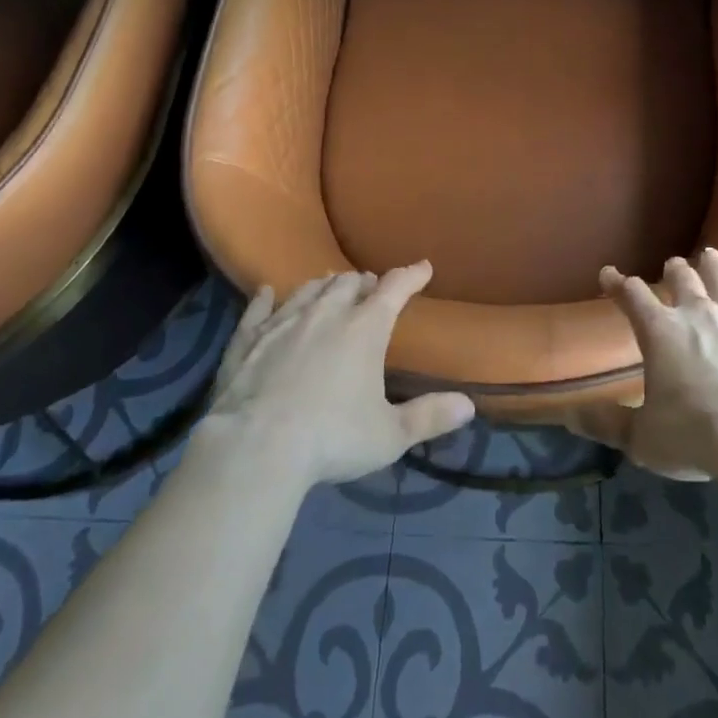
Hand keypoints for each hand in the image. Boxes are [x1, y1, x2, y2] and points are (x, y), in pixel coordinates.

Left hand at [204, 263, 475, 486]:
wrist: (254, 450)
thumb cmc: (331, 439)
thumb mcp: (389, 435)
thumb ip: (429, 417)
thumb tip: (469, 405)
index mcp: (365, 329)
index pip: (394, 288)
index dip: (411, 275)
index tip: (423, 267)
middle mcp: (326, 314)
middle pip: (349, 283)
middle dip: (364, 283)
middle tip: (372, 289)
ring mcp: (283, 323)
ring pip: (308, 290)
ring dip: (324, 286)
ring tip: (330, 287)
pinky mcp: (248, 341)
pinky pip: (258, 310)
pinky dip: (264, 299)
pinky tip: (265, 292)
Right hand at [570, 249, 717, 480]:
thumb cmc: (696, 435)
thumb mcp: (643, 439)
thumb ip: (608, 424)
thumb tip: (570, 416)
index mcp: (661, 332)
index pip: (632, 297)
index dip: (618, 284)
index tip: (608, 274)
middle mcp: (698, 314)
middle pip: (682, 279)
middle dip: (673, 271)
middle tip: (671, 266)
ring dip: (715, 267)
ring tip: (710, 255)